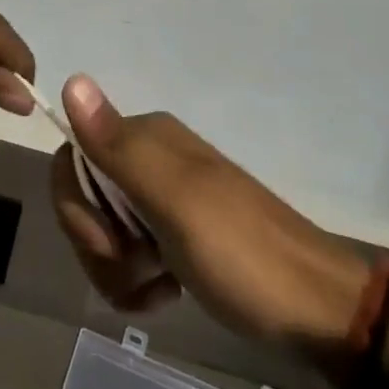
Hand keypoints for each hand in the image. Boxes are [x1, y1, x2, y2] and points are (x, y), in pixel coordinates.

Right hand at [52, 75, 367, 357]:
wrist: (317, 311)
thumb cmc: (242, 253)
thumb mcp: (174, 201)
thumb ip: (118, 147)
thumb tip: (71, 78)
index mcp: (146, 138)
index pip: (74, 158)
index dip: (76, 206)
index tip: (107, 244)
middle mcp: (151, 157)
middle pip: (86, 196)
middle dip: (97, 244)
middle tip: (136, 270)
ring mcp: (166, 197)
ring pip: (105, 229)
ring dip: (116, 269)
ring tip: (155, 291)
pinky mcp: (178, 234)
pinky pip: (131, 252)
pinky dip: (135, 279)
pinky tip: (163, 295)